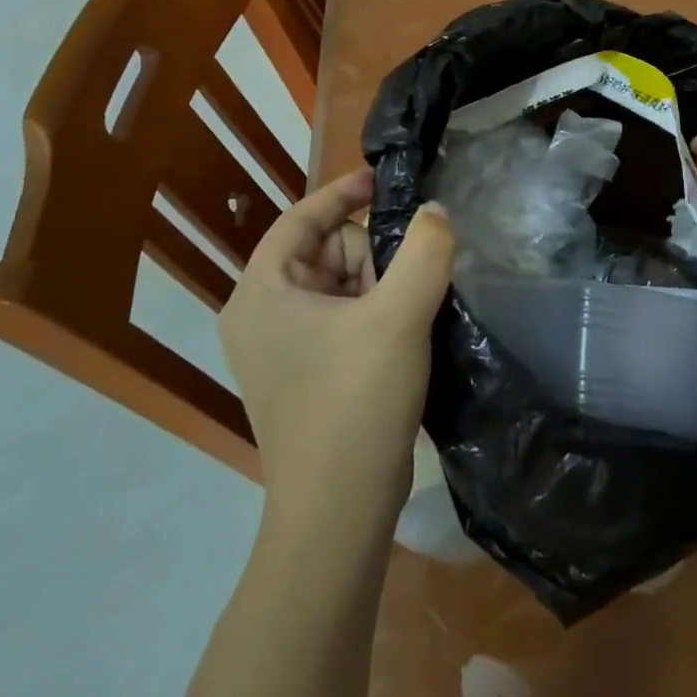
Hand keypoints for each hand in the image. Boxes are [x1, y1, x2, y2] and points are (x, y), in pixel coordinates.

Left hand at [219, 166, 454, 508]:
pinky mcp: (305, 374)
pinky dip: (375, 312)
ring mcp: (281, 349)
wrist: (339, 514)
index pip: (301, 218)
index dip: (343, 193)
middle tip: (407, 284)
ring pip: (340, 283)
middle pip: (326, 250)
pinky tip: (402, 334)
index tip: (386, 182)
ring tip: (408, 316)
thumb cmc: (356, 403)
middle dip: (372, 255)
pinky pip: (343, 317)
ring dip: (380, 285)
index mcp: (262, 293)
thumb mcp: (399, 315)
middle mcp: (261, 315)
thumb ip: (425, 250)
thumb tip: (435, 211)